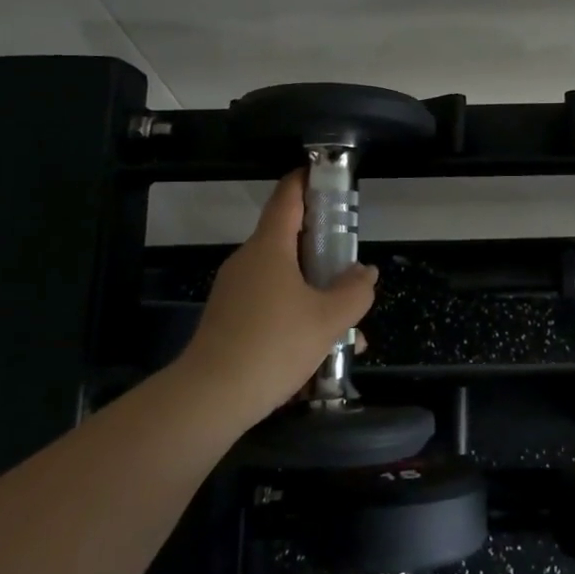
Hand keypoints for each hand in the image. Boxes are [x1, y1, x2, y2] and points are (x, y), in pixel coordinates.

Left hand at [182, 172, 378, 422]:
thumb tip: (365, 273)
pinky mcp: (229, 320)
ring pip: (284, 280)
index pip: (287, 198)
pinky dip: (297, 316)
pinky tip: (320, 352)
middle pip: (289, 241)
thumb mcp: (328, 319)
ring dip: (315, 294)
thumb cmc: (273, 345)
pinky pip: (271, 305)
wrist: (209, 399)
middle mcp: (248, 261)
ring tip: (347, 329)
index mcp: (269, 248)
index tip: (326, 174)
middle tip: (352, 266)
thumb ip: (355, 291)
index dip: (306, 180)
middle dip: (324, 251)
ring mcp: (235, 291)